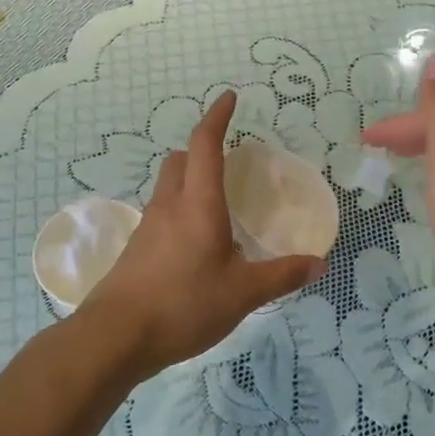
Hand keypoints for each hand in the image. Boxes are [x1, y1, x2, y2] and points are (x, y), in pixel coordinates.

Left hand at [77, 91, 324, 374]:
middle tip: (228, 162)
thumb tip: (318, 263)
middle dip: (201, 150)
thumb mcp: (242, 293)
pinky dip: (179, 211)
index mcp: (198, 204)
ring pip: (167, 186)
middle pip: (179, 160)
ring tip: (217, 205)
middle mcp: (169, 206)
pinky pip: (161, 214)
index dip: (217, 117)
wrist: (115, 337)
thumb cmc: (183, 305)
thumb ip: (281, 275)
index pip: (204, 145)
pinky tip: (196, 244)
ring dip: (189, 181)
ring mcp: (147, 227)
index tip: (230, 98)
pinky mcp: (136, 249)